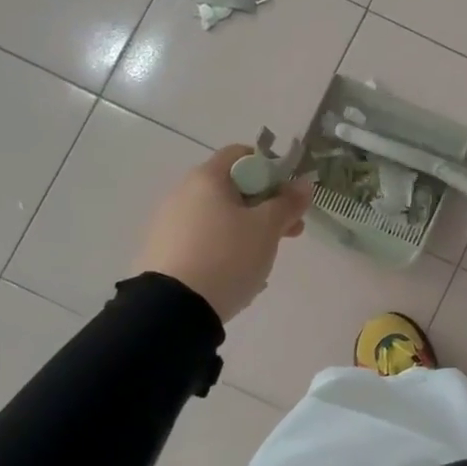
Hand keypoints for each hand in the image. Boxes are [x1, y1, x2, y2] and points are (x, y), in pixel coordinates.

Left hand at [135, 145, 310, 322]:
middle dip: (267, 207)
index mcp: (207, 178)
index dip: (271, 168)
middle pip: (233, 189)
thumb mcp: (267, 228)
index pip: (241, 154)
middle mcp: (183, 193)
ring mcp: (169, 224)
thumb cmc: (227, 256)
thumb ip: (288, 203)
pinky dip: (225, 250)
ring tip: (265, 261)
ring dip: (248, 231)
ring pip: (220, 218)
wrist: (172, 310)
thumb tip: (302, 184)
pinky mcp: (164, 252)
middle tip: (290, 231)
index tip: (289, 195)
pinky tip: (238, 276)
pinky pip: (204, 242)